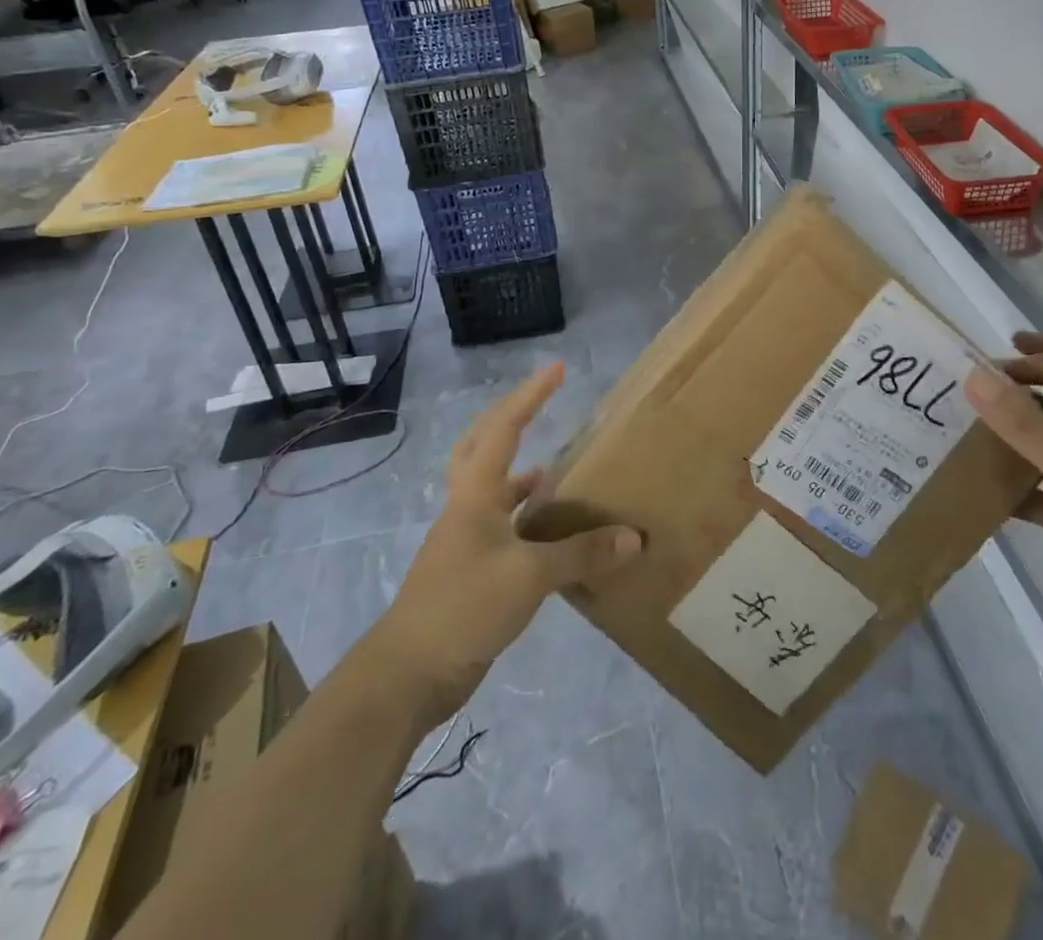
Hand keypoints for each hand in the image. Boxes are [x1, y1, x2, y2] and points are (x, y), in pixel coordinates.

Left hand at [373, 363, 643, 721]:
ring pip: (495, 489)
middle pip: (483, 446)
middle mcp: (469, 506)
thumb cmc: (463, 606)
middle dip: (511, 419)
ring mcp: (467, 539)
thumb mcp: (528, 576)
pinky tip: (556, 535)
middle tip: (541, 404)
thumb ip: (581, 554)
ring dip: (523, 474)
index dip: (531, 395)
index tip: (557, 368)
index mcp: (476, 493)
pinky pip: (505, 528)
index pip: (505, 428)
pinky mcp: (472, 570)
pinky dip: (529, 521)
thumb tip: (633, 538)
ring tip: (561, 471)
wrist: (409, 673)